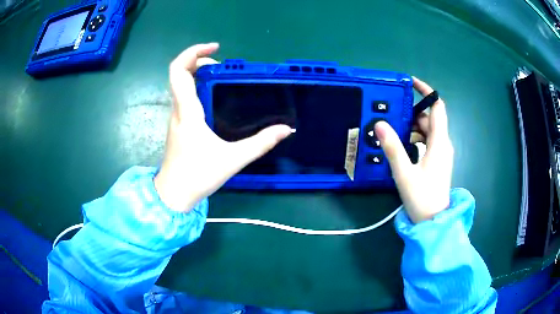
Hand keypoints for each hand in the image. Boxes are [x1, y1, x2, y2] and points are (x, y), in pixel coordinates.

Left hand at [154, 43, 291, 211]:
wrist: (174, 195)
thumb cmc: (197, 176)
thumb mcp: (233, 159)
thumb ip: (260, 143)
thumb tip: (286, 130)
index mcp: (187, 112)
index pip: (179, 71)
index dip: (193, 52)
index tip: (215, 48)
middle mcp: (178, 110)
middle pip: (180, 73)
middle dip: (200, 61)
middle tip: (224, 66)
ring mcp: (176, 117)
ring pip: (182, 85)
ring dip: (199, 74)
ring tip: (223, 78)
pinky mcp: (179, 125)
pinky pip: (185, 97)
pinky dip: (199, 88)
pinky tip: (215, 98)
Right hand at [375, 77, 453, 222]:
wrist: (433, 221)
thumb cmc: (422, 198)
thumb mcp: (404, 173)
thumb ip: (393, 147)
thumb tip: (380, 124)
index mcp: (439, 142)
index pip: (438, 108)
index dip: (427, 92)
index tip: (410, 83)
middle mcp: (443, 144)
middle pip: (430, 118)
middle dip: (412, 113)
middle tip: (392, 114)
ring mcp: (441, 153)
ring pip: (428, 130)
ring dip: (412, 126)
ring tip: (393, 130)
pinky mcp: (438, 160)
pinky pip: (427, 141)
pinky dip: (415, 137)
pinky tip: (402, 145)